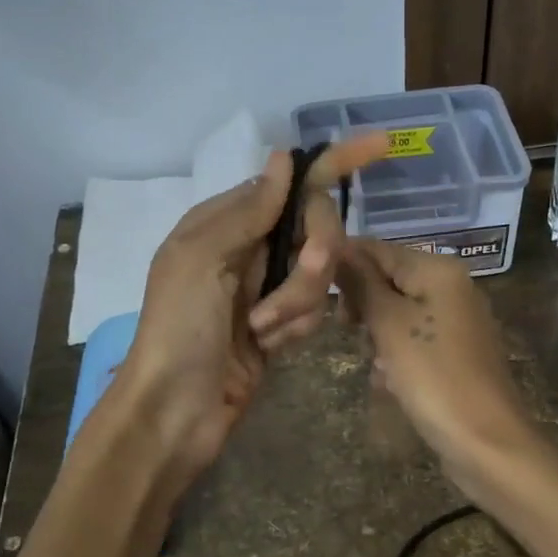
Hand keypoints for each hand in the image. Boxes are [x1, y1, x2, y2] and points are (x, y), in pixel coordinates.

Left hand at [111, 136, 385, 500]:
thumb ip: (248, 211)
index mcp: (225, 222)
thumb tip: (283, 158)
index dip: (334, 163)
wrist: (177, 412)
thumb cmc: (179, 330)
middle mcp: (249, 248)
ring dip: (296, 303)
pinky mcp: (281, 324)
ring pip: (320, 274)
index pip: (290, 182)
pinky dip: (295, 328)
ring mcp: (266, 288)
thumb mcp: (202, 261)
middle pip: (316, 228)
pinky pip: (315, 310)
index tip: (380, 144)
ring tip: (261, 330)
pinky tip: (268, 346)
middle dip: (312, 260)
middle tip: (293, 284)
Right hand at [337, 238, 539, 493]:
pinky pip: (415, 343)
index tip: (314, 294)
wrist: (485, 442)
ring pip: (398, 315)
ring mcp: (457, 322)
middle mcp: (452, 287)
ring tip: (377, 367)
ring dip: (378, 338)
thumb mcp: (389, 324)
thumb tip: (337, 248)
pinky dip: (398, 359)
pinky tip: (392, 384)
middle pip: (388, 281)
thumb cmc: (433, 376)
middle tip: (349, 333)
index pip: (377, 249)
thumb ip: (361, 283)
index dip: (343, 266)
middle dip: (363, 307)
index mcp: (438, 270)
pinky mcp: (456, 354)